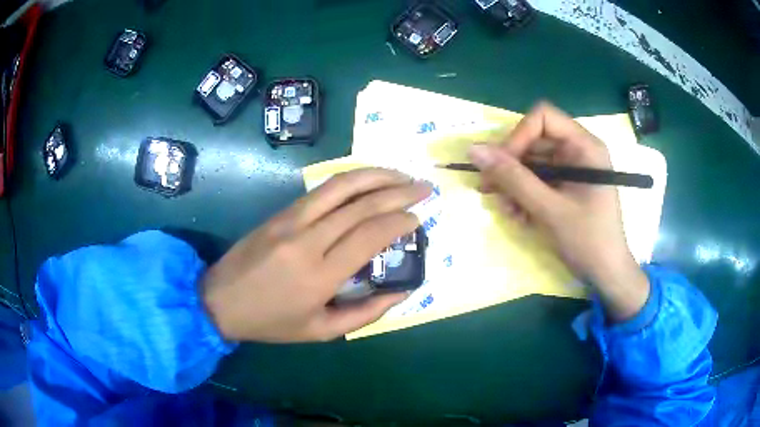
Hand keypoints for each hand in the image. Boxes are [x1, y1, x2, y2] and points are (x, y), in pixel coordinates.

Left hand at [202, 168, 431, 341]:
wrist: (221, 300)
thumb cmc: (272, 322)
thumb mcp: (321, 331)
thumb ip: (366, 313)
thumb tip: (402, 291)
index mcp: (320, 276)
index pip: (370, 236)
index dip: (399, 222)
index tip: (418, 219)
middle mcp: (308, 240)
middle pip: (361, 205)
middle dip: (399, 192)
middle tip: (424, 187)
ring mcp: (291, 220)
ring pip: (341, 186)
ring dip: (377, 175)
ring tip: (402, 175)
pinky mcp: (281, 212)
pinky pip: (321, 189)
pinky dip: (351, 179)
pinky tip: (367, 178)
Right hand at [468, 102, 648, 321]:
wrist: (606, 274)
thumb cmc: (588, 240)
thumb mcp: (549, 209)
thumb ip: (512, 178)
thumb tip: (473, 150)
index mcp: (583, 146)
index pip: (542, 118)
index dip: (518, 136)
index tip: (501, 166)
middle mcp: (577, 151)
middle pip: (533, 141)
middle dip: (510, 166)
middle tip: (489, 190)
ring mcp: (570, 169)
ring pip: (531, 163)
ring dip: (514, 186)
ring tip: (508, 211)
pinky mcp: (564, 186)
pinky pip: (536, 181)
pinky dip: (523, 196)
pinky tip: (519, 217)